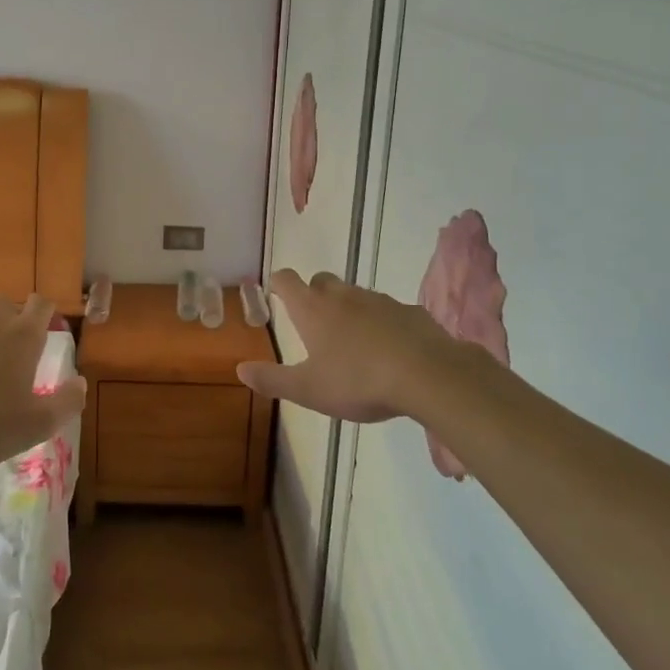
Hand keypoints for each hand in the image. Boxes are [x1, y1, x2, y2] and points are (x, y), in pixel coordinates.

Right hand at [237, 271, 503, 479]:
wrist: (429, 375)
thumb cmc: (359, 381)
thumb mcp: (309, 390)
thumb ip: (273, 379)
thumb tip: (240, 368)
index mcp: (313, 309)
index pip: (287, 280)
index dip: (279, 283)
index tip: (276, 292)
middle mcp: (343, 296)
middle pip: (321, 280)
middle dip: (314, 293)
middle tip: (313, 321)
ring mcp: (379, 301)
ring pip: (356, 295)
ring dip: (349, 309)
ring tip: (351, 342)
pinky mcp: (409, 312)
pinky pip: (388, 311)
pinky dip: (382, 324)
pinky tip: (389, 350)